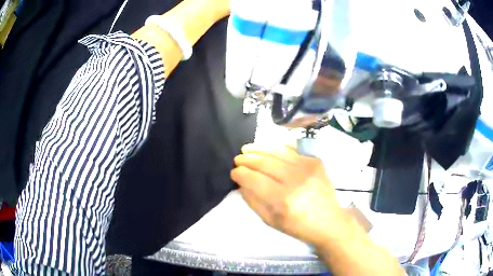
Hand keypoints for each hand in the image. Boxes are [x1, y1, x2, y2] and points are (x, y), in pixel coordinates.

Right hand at [231, 144, 346, 246]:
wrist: (329, 221)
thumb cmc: (298, 226)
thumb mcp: (271, 221)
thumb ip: (253, 201)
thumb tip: (241, 183)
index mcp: (282, 199)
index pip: (254, 179)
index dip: (240, 174)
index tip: (234, 172)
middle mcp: (295, 179)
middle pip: (264, 162)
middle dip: (247, 159)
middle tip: (238, 159)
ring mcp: (307, 167)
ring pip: (277, 151)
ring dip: (259, 149)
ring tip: (247, 149)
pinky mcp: (315, 161)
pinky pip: (292, 149)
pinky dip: (277, 148)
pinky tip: (269, 149)